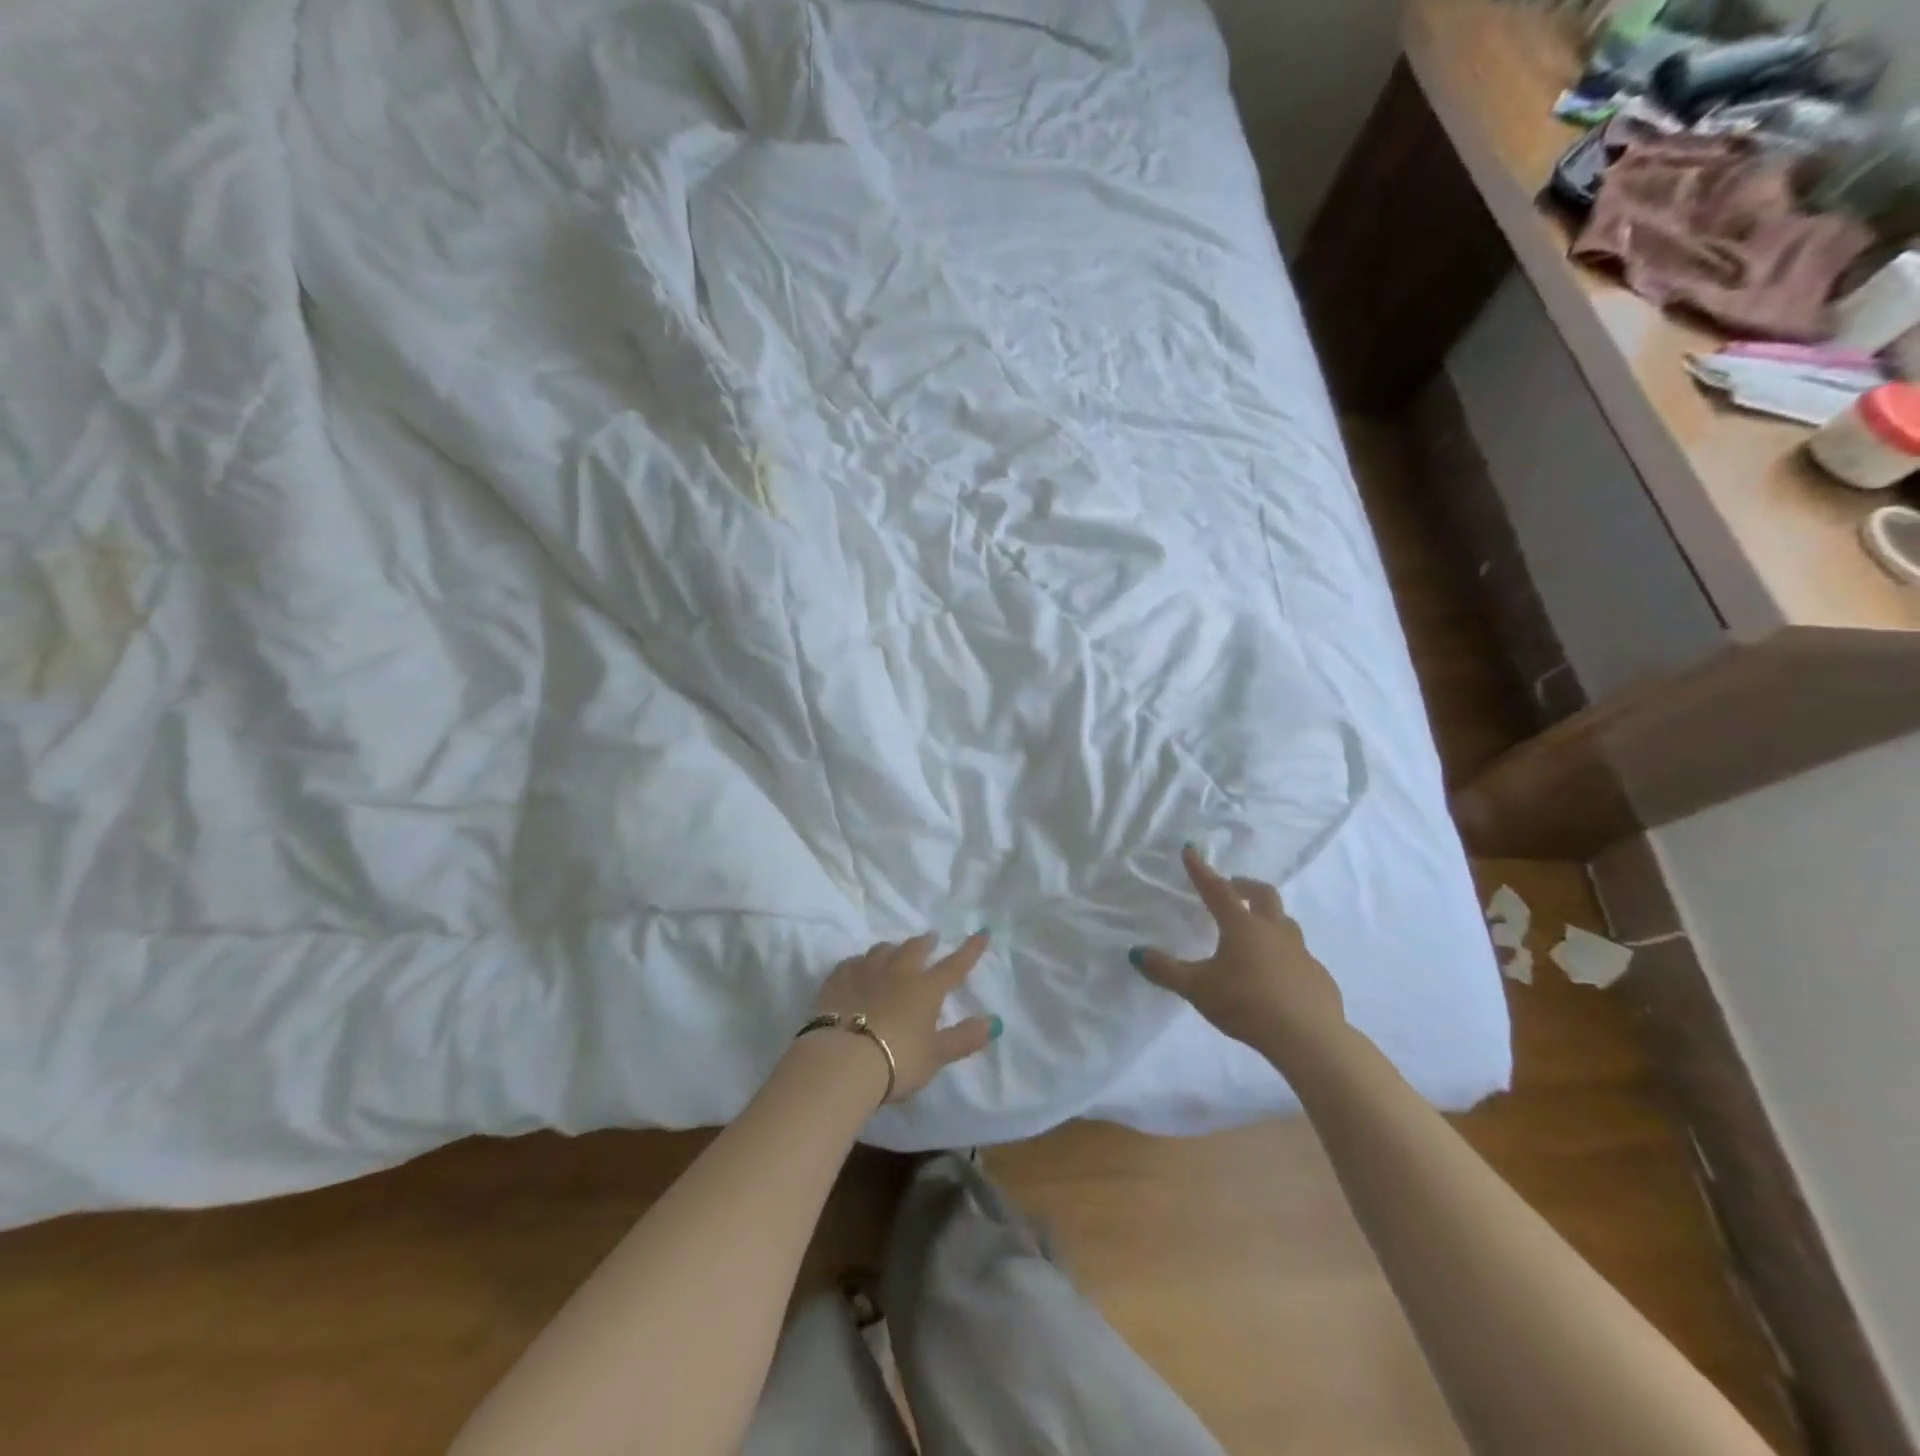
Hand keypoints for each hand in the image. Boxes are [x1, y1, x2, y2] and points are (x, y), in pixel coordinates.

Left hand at [809, 933, 1000, 1102]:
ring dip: (892, 949)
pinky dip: (859, 963)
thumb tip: (994, 1022)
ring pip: (881, 950)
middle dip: (925, 942)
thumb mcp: (935, 1056)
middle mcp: (897, 973)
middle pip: (913, 949)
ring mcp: (864, 973)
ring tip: (893, 951)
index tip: (982, 933)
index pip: (954, 965)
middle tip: (930, 939)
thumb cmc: (896, 1060)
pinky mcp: (836, 981)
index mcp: (925, 989)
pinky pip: (850, 963)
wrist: (842, 1061)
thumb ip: (964, 1038)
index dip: (970, 950)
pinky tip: (857, 969)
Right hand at [1132, 846, 1344, 1056]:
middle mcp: (1274, 931)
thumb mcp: (1197, 988)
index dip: (1201, 870)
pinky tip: (1277, 975)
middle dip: (1245, 886)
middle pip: (1263, 895)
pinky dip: (1285, 955)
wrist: (1309, 1038)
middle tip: (1232, 887)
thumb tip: (1135, 953)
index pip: (1216, 890)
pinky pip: (1300, 957)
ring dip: (1269, 918)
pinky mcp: (1318, 977)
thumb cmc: (1246, 1004)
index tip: (1191, 850)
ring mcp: (1301, 953)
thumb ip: (1165, 970)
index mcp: (1242, 926)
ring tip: (1255, 930)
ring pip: (1286, 923)